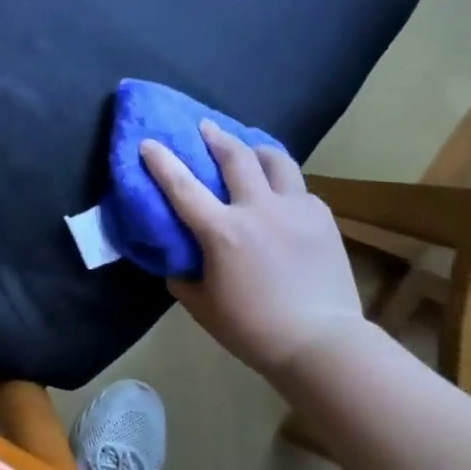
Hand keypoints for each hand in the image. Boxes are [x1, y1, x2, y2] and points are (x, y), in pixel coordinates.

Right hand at [141, 122, 365, 378]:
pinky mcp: (321, 218)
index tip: (148, 142)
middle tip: (205, 126)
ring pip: (275, 160)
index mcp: (222, 232)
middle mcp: (258, 209)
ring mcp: (295, 209)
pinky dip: (283, 183)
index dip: (162, 161)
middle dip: (215, 136)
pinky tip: (280, 195)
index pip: (182, 185)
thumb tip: (177, 258)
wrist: (322, 343)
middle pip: (235, 156)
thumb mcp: (202, 305)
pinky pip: (298, 188)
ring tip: (249, 148)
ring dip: (256, 149)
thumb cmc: (253, 329)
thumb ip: (182, 275)